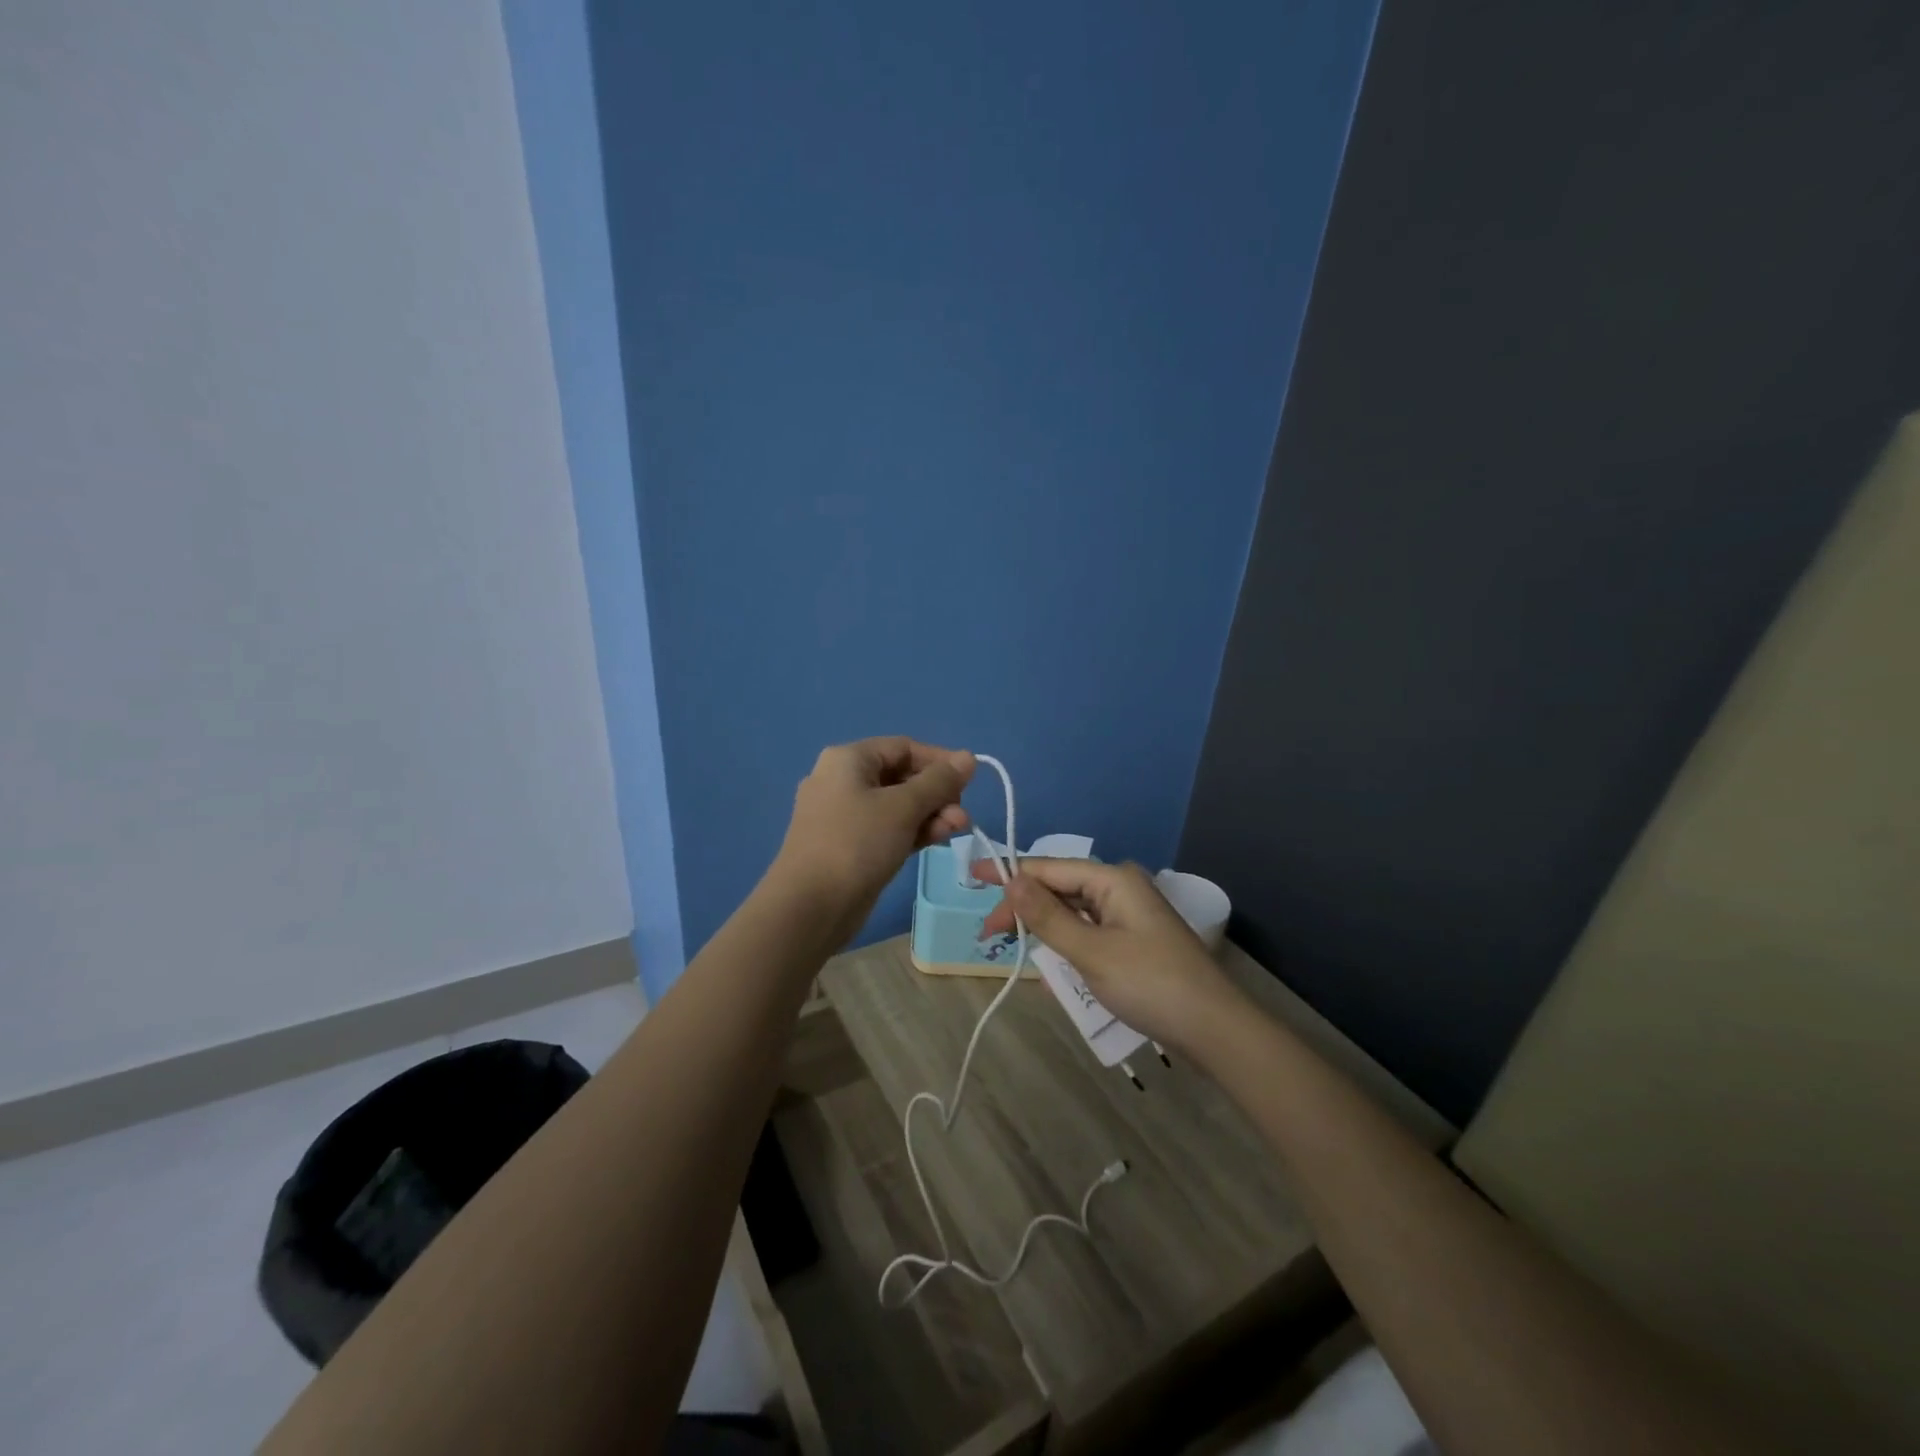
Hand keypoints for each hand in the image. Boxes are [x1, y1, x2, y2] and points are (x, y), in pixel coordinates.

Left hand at [770, 737, 974, 940]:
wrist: (809, 907)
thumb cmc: (857, 843)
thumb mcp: (903, 807)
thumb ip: (939, 781)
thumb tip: (968, 757)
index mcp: (848, 760)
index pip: (903, 747)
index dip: (939, 760)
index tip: (969, 781)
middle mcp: (842, 781)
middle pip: (901, 776)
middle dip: (937, 793)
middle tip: (962, 816)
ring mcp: (843, 815)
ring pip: (896, 805)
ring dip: (930, 814)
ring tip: (957, 830)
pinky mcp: (849, 845)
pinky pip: (887, 828)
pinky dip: (913, 831)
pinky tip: (938, 840)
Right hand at [977, 858, 1243, 1052]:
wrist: (1214, 1028)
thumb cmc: (1150, 984)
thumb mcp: (1091, 952)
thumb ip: (1047, 917)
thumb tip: (1010, 880)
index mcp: (1112, 879)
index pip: (1049, 868)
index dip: (1009, 873)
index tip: (971, 878)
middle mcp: (1120, 888)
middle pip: (1060, 887)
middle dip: (1023, 906)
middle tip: (989, 934)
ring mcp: (1129, 914)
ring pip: (1073, 910)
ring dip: (1043, 925)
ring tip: (1011, 943)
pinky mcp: (1134, 939)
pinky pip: (1088, 930)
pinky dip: (1065, 941)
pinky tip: (1049, 958)